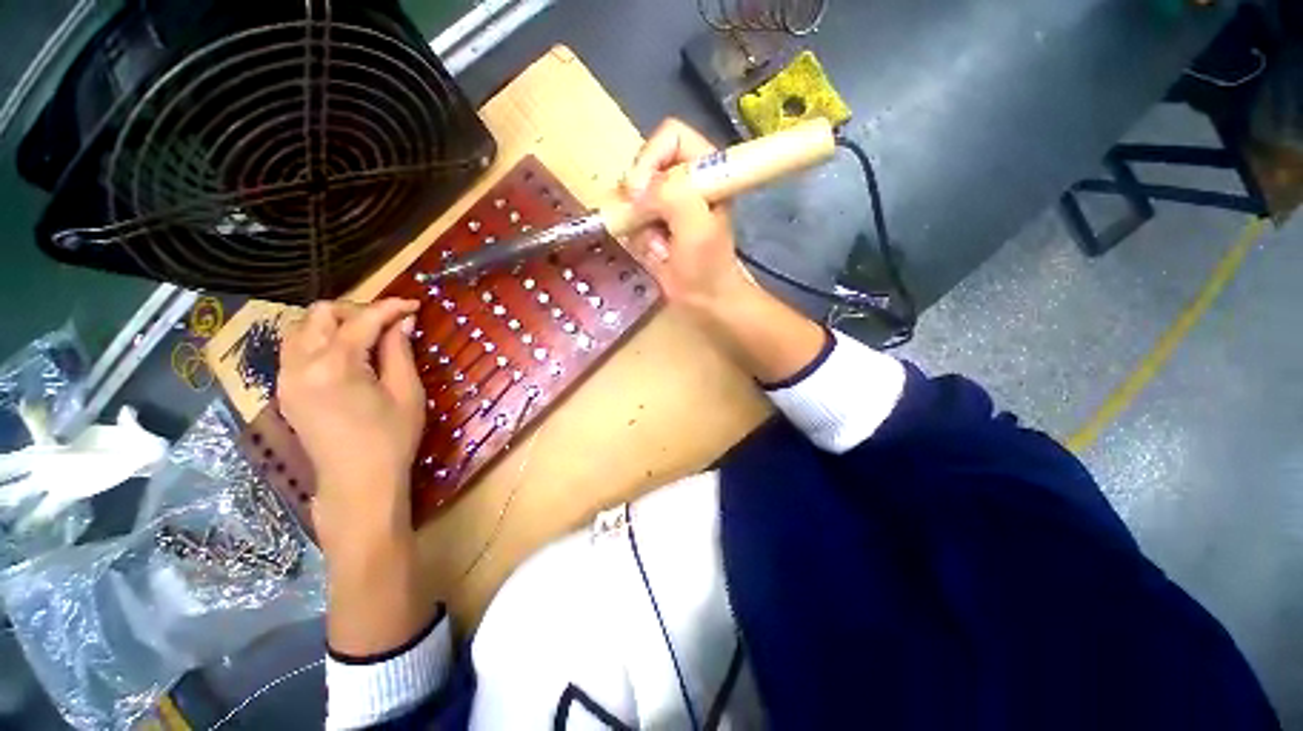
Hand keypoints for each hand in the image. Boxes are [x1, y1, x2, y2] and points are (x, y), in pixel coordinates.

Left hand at [278, 298, 423, 550]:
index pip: (362, 320)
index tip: (413, 305)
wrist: (358, 482)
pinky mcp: (285, 390)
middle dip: (357, 310)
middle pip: (320, 314)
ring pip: (301, 328)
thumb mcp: (406, 392)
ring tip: (366, 335)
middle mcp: (301, 365)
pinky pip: (295, 349)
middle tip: (388, 322)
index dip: (390, 308)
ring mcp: (286, 378)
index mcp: (335, 366)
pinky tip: (345, 353)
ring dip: (334, 323)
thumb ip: (399, 351)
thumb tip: (402, 322)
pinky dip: (320, 340)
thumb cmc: (391, 438)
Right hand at [622, 118, 751, 315]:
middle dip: (640, 198)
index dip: (650, 159)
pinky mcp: (655, 221)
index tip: (639, 193)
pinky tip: (655, 253)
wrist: (705, 300)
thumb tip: (635, 189)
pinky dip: (638, 237)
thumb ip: (673, 196)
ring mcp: (668, 201)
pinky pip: (631, 217)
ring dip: (639, 223)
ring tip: (659, 245)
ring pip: (633, 194)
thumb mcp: (697, 228)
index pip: (670, 136)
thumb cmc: (708, 266)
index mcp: (706, 168)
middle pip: (645, 164)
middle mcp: (685, 178)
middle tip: (645, 223)